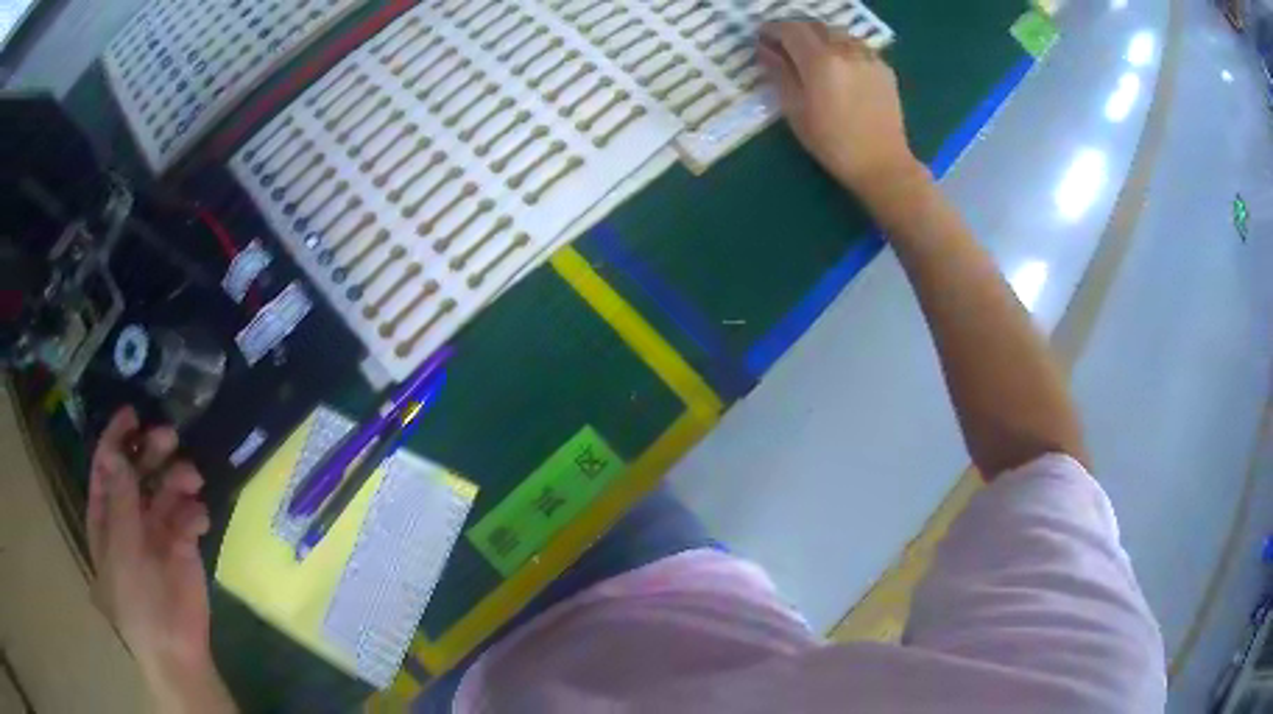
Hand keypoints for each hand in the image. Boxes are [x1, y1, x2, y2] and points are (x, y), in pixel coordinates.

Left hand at [87, 408, 216, 691]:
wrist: (174, 648)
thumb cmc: (137, 602)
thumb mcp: (122, 551)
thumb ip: (120, 502)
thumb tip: (117, 453)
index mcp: (106, 517)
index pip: (106, 467)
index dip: (116, 439)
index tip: (132, 414)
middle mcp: (129, 517)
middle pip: (136, 472)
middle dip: (150, 451)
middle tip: (169, 437)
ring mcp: (157, 532)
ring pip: (164, 489)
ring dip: (176, 477)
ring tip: (191, 478)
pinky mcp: (183, 546)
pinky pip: (187, 516)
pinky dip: (193, 511)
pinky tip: (198, 519)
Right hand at [757, 22, 925, 197]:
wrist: (882, 164)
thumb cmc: (833, 143)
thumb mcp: (795, 111)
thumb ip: (779, 74)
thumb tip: (765, 50)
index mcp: (820, 60)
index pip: (790, 29)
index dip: (772, 29)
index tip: (762, 37)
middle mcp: (846, 50)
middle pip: (814, 25)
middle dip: (795, 30)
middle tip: (783, 45)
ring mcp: (868, 57)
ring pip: (837, 32)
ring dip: (819, 36)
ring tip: (811, 54)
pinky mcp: (884, 68)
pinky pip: (856, 46)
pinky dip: (841, 47)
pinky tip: (838, 66)